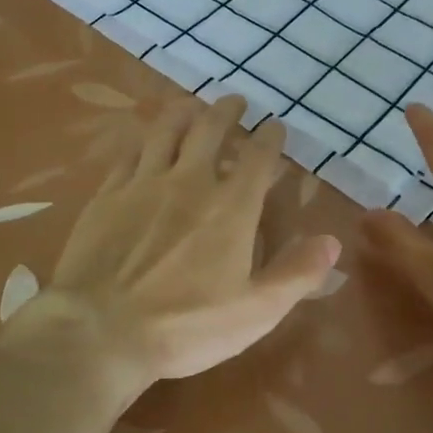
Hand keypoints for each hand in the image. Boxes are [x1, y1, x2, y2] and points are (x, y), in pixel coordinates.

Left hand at [21, 94, 340, 388]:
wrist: (100, 332)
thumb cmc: (185, 325)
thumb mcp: (255, 312)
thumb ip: (296, 274)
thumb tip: (332, 241)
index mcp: (230, 207)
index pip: (257, 157)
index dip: (270, 137)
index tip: (275, 126)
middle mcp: (189, 182)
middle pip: (210, 130)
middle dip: (226, 111)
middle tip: (234, 101)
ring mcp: (143, 184)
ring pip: (166, 131)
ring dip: (183, 112)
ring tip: (192, 105)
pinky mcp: (107, 195)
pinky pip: (128, 154)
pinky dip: (142, 140)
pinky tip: (143, 140)